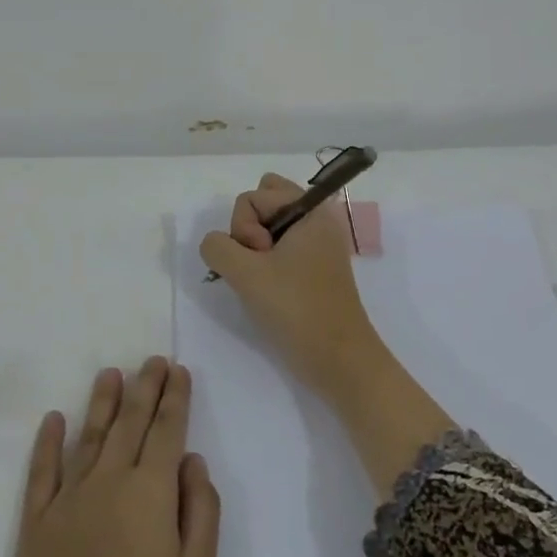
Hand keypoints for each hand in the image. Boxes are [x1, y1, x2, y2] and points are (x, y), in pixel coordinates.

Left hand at [0, 359, 221, 556]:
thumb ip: (201, 510)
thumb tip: (191, 460)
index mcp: (151, 492)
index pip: (167, 430)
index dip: (175, 397)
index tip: (178, 370)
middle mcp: (109, 481)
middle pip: (130, 422)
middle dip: (145, 387)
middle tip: (153, 360)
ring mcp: (68, 499)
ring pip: (89, 436)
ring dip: (102, 402)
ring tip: (111, 374)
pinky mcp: (35, 523)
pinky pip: (42, 471)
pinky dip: (47, 442)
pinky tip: (54, 418)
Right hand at [198, 174, 387, 401]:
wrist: (340, 360)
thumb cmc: (297, 309)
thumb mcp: (246, 274)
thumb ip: (218, 248)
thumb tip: (216, 245)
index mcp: (310, 209)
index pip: (252, 196)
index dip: (244, 227)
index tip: (260, 258)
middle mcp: (316, 219)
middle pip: (263, 202)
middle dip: (248, 230)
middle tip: (258, 265)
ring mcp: (317, 244)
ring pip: (269, 227)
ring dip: (255, 250)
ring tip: (263, 281)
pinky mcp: (315, 268)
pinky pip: (280, 248)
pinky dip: (267, 263)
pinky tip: (269, 291)